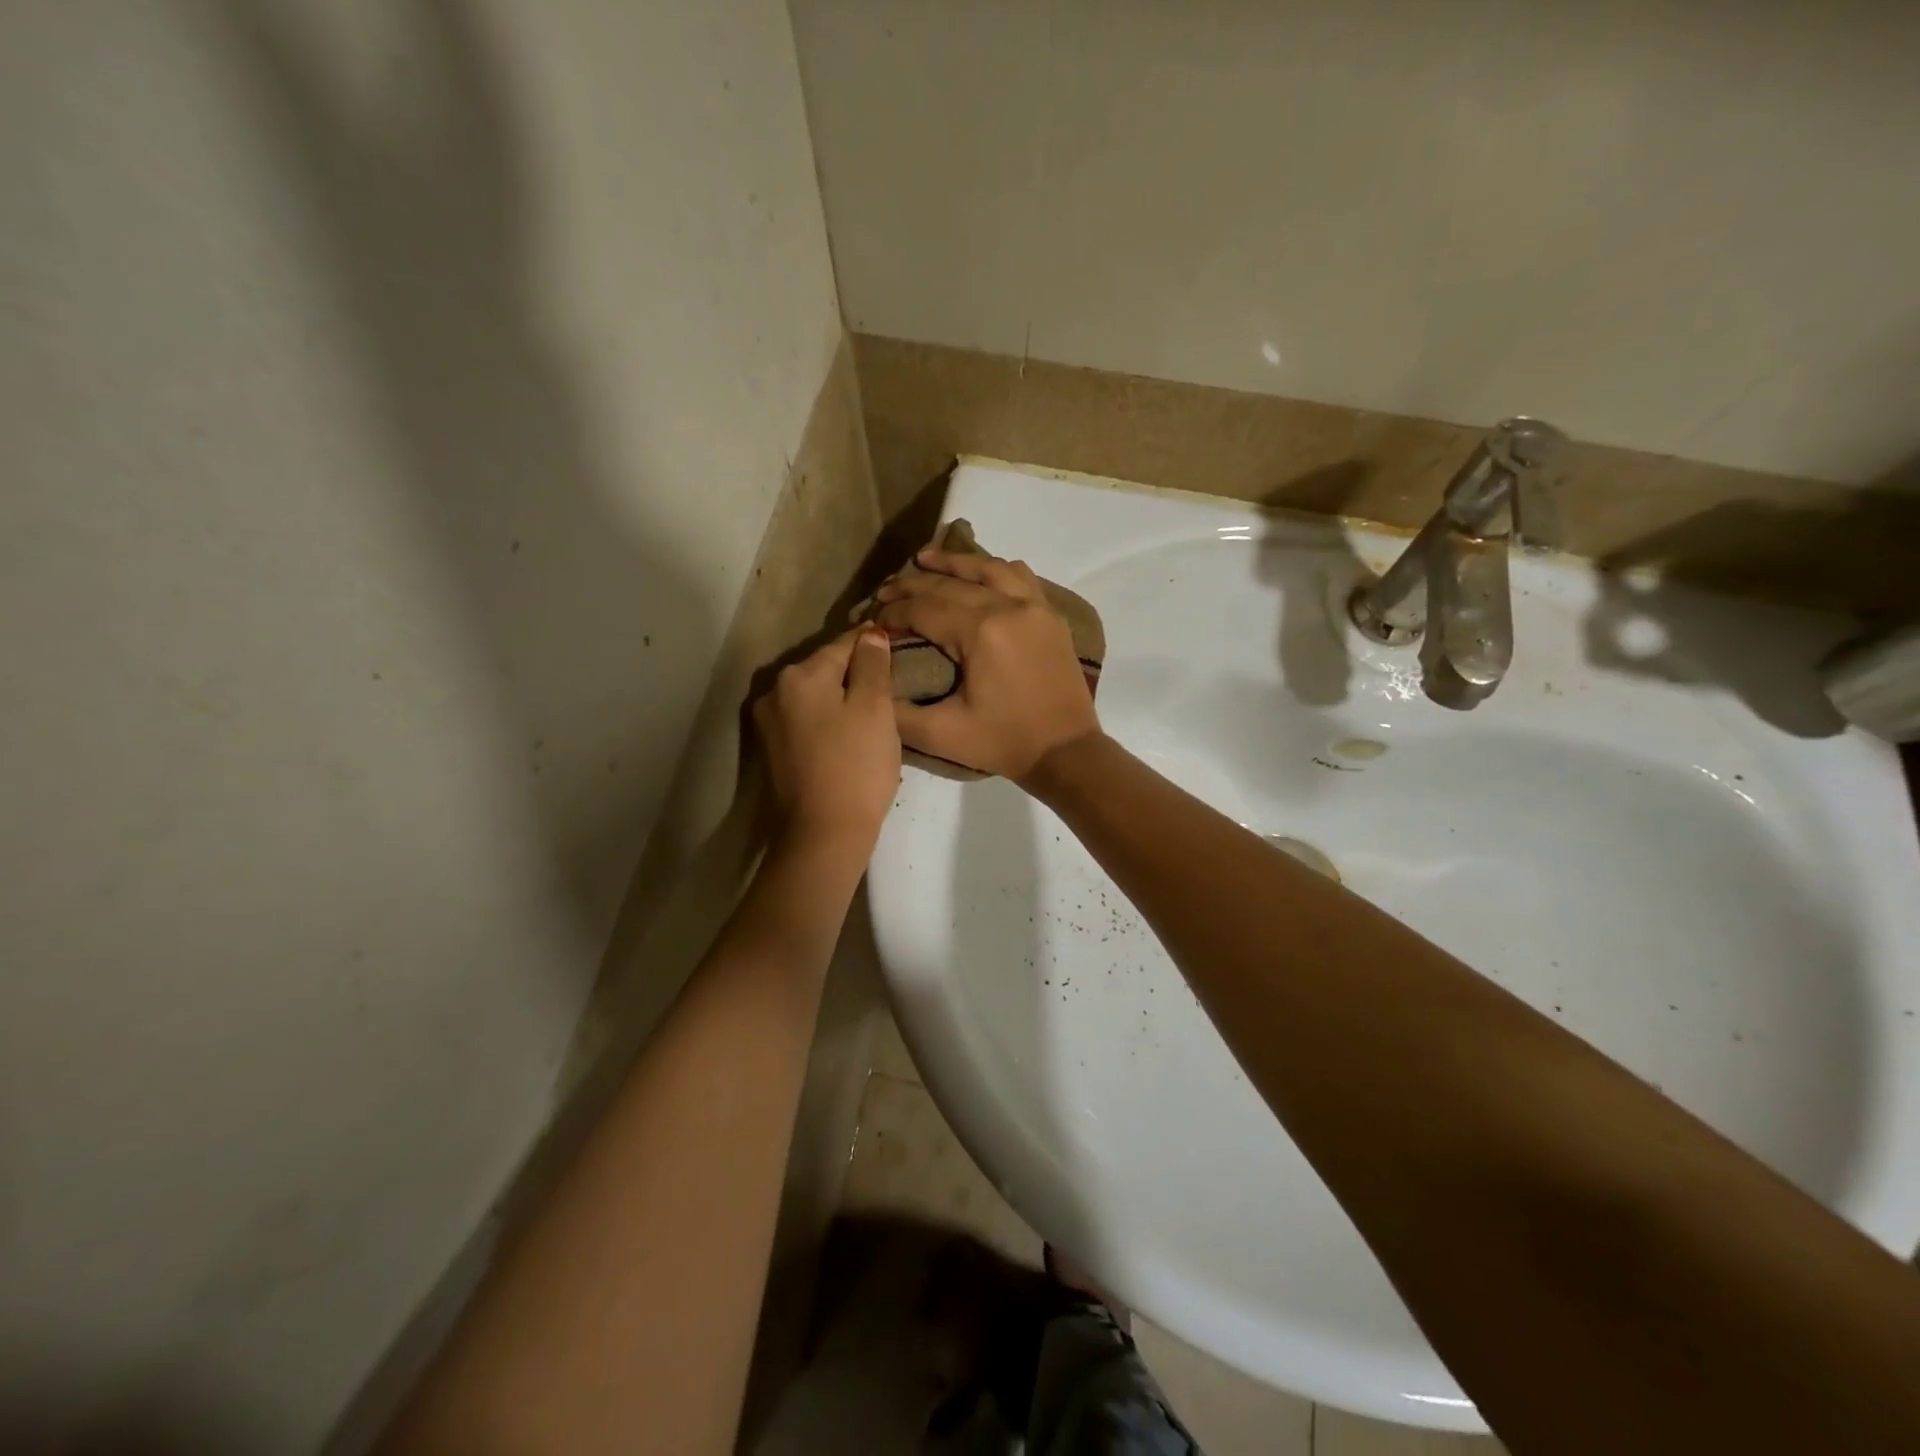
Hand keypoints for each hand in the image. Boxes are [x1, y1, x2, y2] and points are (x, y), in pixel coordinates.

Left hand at [754, 627, 901, 853]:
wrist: (824, 833)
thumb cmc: (856, 765)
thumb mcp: (875, 708)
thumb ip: (873, 665)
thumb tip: (870, 634)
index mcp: (799, 675)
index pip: (843, 644)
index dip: (872, 643)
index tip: (895, 641)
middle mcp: (775, 691)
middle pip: (825, 669)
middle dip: (855, 672)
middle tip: (889, 682)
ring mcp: (770, 723)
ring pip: (815, 696)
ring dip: (841, 697)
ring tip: (873, 710)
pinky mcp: (773, 751)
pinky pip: (807, 720)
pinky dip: (827, 720)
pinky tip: (849, 734)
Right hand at [874, 551, 1100, 782]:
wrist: (1066, 752)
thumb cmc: (1003, 743)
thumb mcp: (942, 734)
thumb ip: (897, 711)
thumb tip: (871, 679)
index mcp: (980, 632)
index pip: (924, 608)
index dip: (893, 612)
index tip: (872, 620)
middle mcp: (1008, 606)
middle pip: (951, 583)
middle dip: (912, 585)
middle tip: (885, 591)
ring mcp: (1035, 606)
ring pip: (988, 568)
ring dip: (954, 563)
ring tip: (925, 559)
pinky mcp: (1051, 615)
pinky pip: (1021, 576)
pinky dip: (995, 569)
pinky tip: (980, 573)